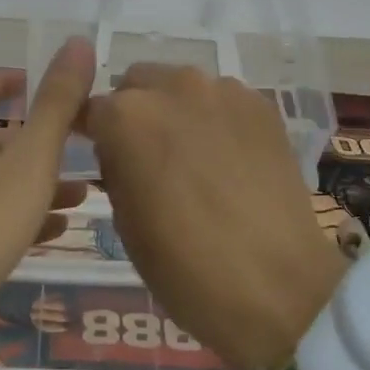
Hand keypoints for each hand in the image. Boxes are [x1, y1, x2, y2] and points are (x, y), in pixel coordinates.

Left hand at [0, 38, 94, 369]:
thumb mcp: (30, 160)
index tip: (37, 84)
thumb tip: (77, 40)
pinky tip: (54, 232)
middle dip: (34, 137)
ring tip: (83, 192)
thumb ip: (57, 103)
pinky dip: (20, 215)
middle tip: (78, 144)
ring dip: (34, 180)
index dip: (5, 81)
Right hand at [82, 66, 345, 369]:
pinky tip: (230, 158)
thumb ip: (115, 167)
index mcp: (127, 117)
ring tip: (195, 156)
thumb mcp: (125, 222)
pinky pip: (222, 100)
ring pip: (182, 86)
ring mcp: (222, 91)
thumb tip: (120, 150)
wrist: (277, 286)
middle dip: (134, 112)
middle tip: (149, 155)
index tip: (101, 153)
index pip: (92, 108)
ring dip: (176, 110)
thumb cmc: (185, 266)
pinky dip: (216, 119)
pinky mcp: (260, 104)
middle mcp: (172, 87)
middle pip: (137, 84)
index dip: (93, 132)